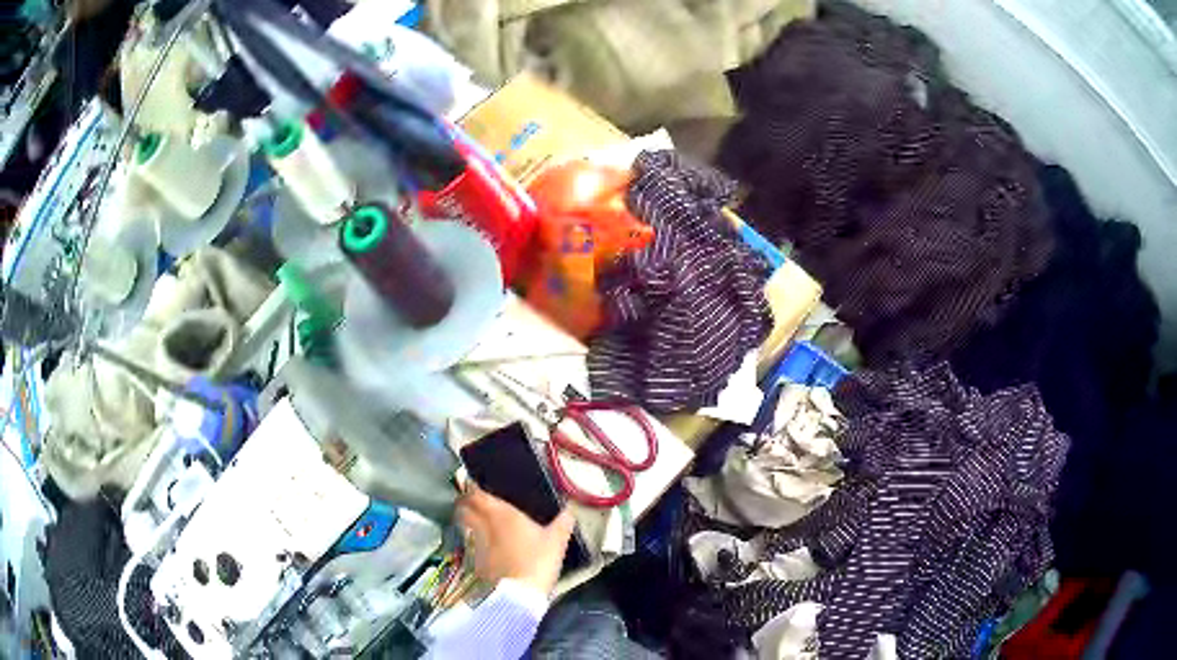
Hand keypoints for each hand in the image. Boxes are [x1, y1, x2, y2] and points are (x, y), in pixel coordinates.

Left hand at [456, 483, 575, 595]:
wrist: (519, 595)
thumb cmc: (537, 560)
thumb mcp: (556, 541)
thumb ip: (563, 522)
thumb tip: (570, 509)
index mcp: (501, 513)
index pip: (476, 493)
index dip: (472, 487)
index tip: (475, 483)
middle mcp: (483, 524)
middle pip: (463, 507)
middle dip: (465, 502)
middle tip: (472, 500)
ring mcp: (476, 543)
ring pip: (464, 524)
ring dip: (465, 519)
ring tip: (475, 519)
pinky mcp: (475, 561)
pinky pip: (470, 543)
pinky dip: (472, 539)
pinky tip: (483, 544)